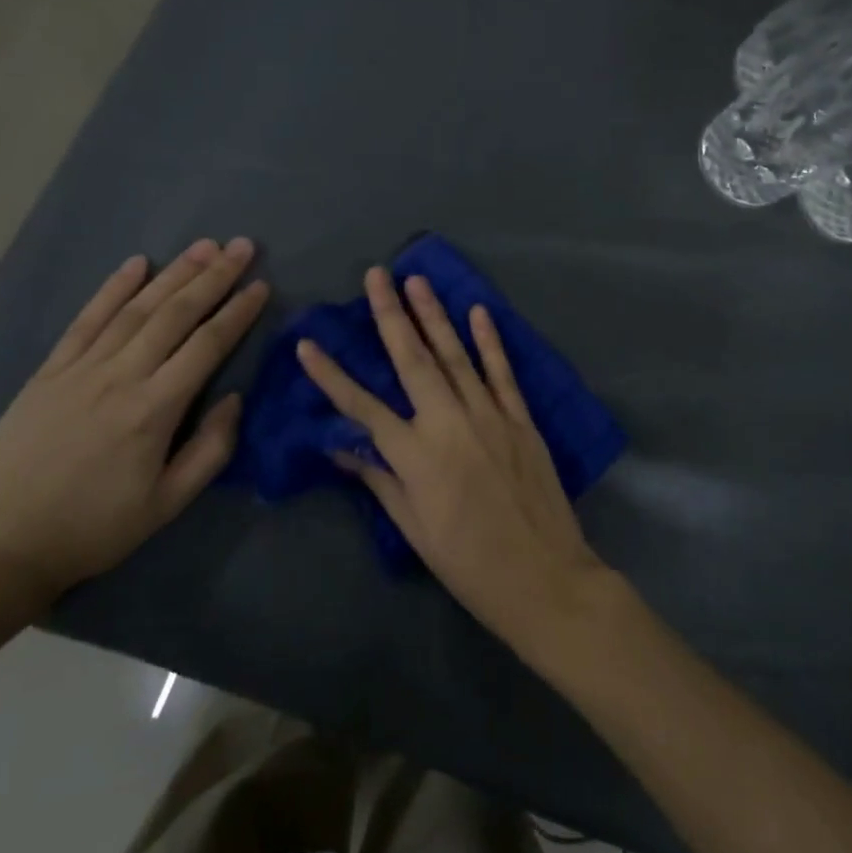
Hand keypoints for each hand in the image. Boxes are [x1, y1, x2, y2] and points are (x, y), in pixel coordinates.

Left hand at [0, 238, 269, 617]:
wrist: (0, 547)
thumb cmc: (94, 529)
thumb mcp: (167, 505)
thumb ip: (210, 450)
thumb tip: (235, 398)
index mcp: (154, 410)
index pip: (207, 346)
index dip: (237, 312)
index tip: (261, 285)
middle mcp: (121, 377)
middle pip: (175, 315)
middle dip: (213, 277)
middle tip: (242, 246)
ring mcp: (80, 370)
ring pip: (135, 309)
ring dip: (173, 274)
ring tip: (203, 247)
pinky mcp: (48, 373)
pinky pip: (85, 321)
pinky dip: (112, 289)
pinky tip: (136, 264)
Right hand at [295, 268, 611, 653]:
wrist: (543, 577)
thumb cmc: (469, 562)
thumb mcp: (415, 529)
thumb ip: (381, 481)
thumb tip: (343, 449)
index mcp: (415, 456)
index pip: (362, 407)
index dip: (332, 375)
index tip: (308, 344)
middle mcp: (449, 423)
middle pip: (412, 360)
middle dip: (391, 314)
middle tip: (376, 275)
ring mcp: (489, 416)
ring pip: (455, 355)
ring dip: (434, 315)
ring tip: (417, 280)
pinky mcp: (521, 419)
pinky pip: (501, 372)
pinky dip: (490, 340)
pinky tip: (478, 312)